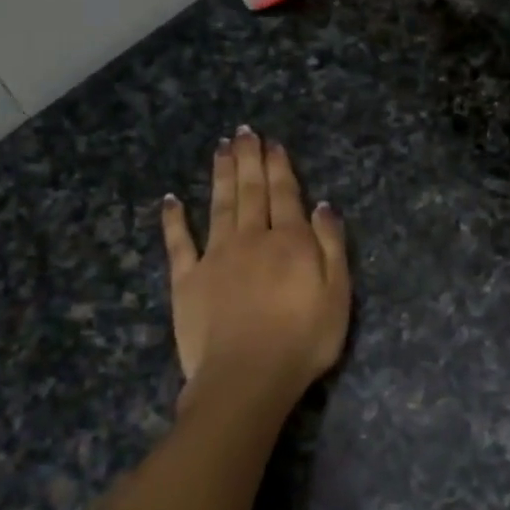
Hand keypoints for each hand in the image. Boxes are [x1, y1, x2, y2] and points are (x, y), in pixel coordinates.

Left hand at [160, 128, 350, 406]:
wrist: (247, 377)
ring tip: (221, 148)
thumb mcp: (338, 294)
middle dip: (248, 160)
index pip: (285, 195)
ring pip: (219, 206)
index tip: (272, 143)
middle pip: (250, 192)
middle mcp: (251, 238)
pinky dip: (174, 220)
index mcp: (289, 242)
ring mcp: (215, 257)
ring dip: (220, 175)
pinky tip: (171, 200)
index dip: (279, 167)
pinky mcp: (187, 280)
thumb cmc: (303, 340)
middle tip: (244, 132)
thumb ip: (331, 246)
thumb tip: (323, 206)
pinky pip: (179, 243)